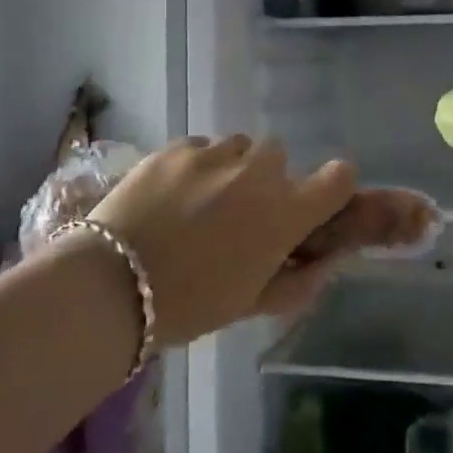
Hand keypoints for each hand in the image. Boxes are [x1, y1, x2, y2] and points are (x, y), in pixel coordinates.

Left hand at [87, 136, 356, 345]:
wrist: (112, 284)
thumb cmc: (190, 305)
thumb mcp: (252, 303)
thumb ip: (299, 281)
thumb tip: (325, 261)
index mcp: (285, 212)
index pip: (339, 176)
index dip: (334, 186)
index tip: (315, 204)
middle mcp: (258, 172)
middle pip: (280, 158)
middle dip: (268, 182)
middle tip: (241, 214)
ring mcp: (215, 154)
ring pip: (240, 148)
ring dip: (232, 169)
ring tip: (202, 201)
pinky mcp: (177, 147)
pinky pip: (202, 148)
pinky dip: (197, 166)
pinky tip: (171, 196)